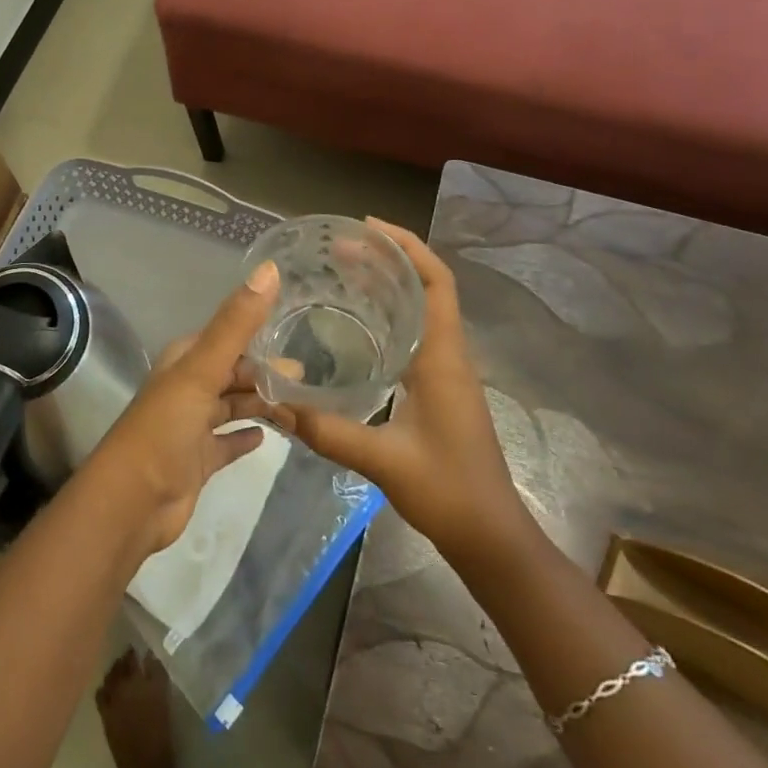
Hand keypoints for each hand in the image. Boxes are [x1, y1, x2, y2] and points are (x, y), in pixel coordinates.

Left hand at [82, 261, 283, 554]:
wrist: (131, 503)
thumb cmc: (165, 428)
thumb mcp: (202, 370)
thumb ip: (236, 323)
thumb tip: (271, 269)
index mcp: (185, 361)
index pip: (228, 338)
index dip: (260, 336)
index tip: (300, 333)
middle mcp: (187, 388)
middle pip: (233, 373)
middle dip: (266, 374)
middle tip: (309, 379)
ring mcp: (190, 426)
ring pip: (232, 406)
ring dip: (261, 404)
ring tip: (302, 406)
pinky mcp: (196, 461)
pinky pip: (226, 443)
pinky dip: (244, 437)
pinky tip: (267, 437)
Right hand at [267, 219, 528, 556]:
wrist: (492, 538)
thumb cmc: (448, 492)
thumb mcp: (383, 461)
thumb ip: (328, 431)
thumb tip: (275, 404)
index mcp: (444, 359)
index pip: (436, 282)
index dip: (408, 247)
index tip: (368, 228)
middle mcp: (449, 355)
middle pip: (426, 287)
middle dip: (388, 259)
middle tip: (340, 248)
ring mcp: (446, 372)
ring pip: (421, 310)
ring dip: (390, 284)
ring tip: (344, 271)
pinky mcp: (439, 390)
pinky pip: (415, 334)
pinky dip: (389, 314)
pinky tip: (357, 324)